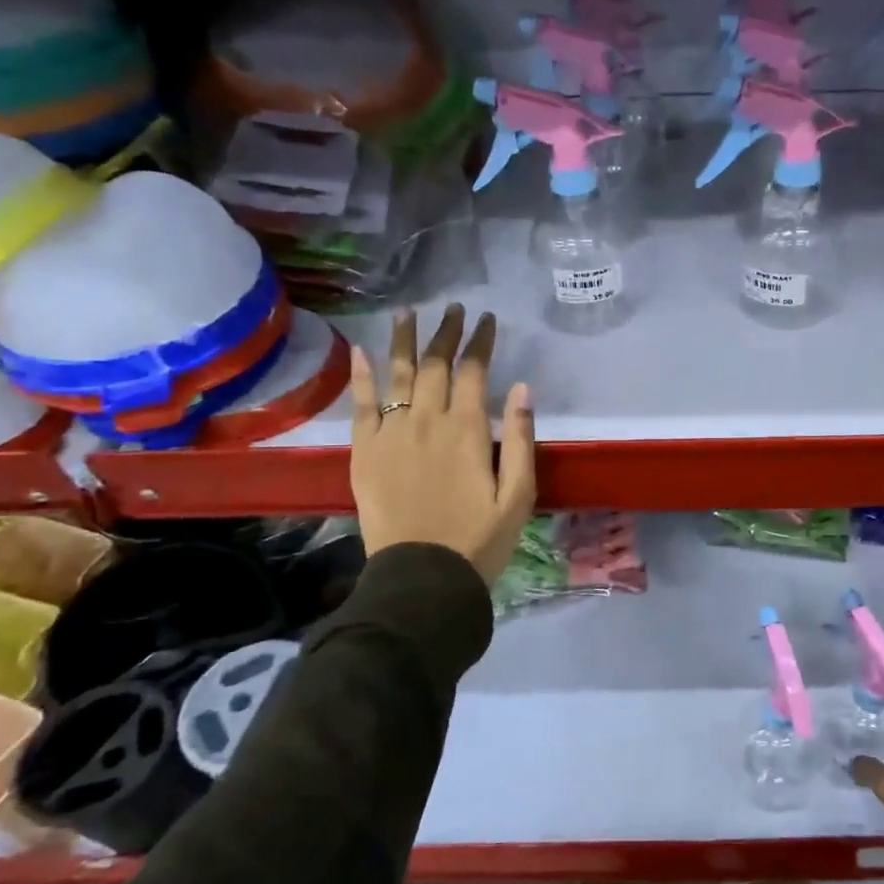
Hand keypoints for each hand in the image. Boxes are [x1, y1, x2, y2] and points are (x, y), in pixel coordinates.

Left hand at [348, 305, 535, 583]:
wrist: (422, 576)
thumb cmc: (479, 539)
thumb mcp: (519, 495)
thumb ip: (521, 439)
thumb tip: (522, 388)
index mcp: (467, 430)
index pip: (474, 371)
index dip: (481, 341)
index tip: (487, 319)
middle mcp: (427, 420)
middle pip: (435, 364)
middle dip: (446, 332)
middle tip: (453, 307)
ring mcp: (391, 433)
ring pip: (397, 375)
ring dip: (404, 341)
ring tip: (407, 313)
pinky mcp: (364, 452)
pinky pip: (361, 405)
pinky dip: (362, 377)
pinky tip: (363, 353)